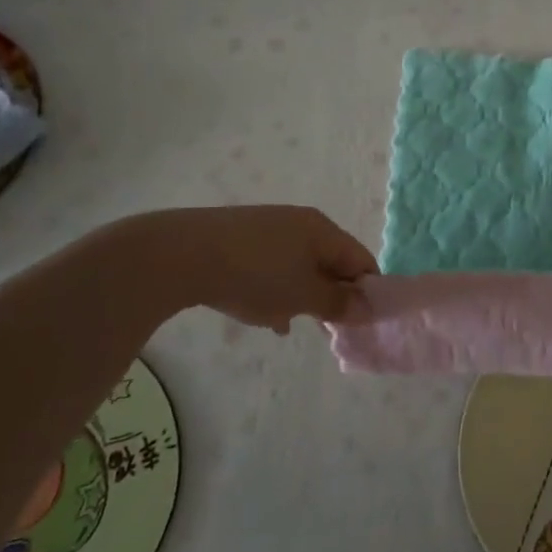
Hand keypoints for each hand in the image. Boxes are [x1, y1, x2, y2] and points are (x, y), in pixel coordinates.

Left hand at [122, 205, 377, 332]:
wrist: (183, 254)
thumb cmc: (256, 275)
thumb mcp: (302, 296)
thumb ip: (337, 303)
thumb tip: (368, 307)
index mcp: (323, 230)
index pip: (361, 260)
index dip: (366, 292)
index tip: (359, 323)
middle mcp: (301, 223)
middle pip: (331, 262)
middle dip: (332, 296)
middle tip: (327, 328)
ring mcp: (269, 229)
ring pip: (301, 266)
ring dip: (303, 295)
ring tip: (291, 323)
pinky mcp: (242, 239)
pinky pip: (273, 267)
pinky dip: (277, 289)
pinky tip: (265, 315)